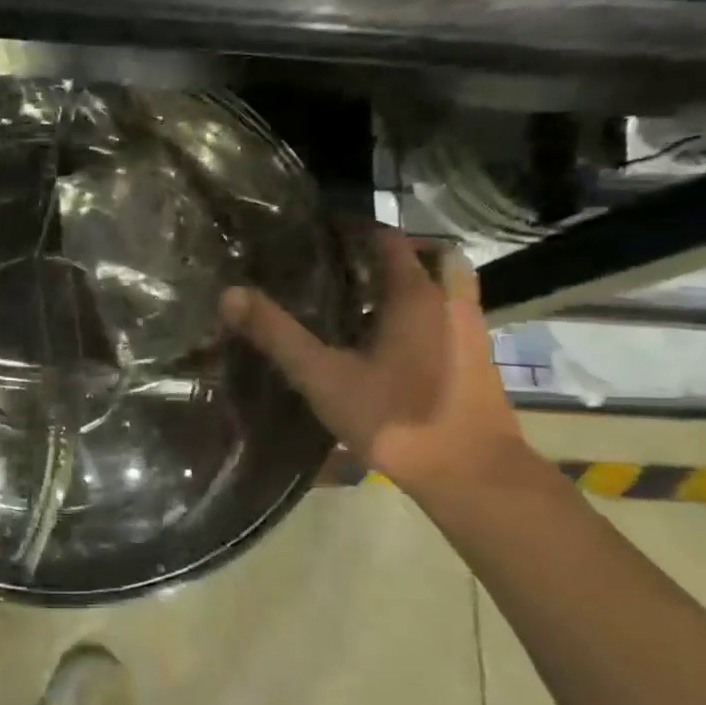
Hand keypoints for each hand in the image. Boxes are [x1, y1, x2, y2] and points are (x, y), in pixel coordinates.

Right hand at [220, 227, 530, 499]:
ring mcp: (469, 329)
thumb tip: (229, 295)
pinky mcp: (476, 358)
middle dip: (390, 253)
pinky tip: (390, 342)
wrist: (471, 475)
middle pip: (428, 255)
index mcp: (414, 294)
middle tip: (348, 265)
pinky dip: (424, 311)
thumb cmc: (395, 419)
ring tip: (367, 300)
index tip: (318, 233)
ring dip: (413, 281)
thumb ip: (277, 335)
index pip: (387, 238)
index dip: (353, 229)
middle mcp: (448, 301)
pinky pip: (449, 314)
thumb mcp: (324, 378)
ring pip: (444, 285)